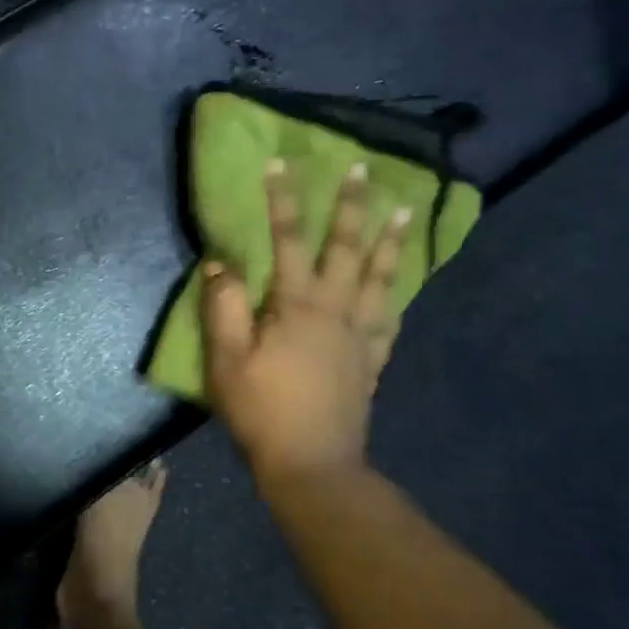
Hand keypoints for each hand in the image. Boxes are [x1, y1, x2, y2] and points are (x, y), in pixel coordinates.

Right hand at [201, 161, 410, 483]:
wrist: (312, 464)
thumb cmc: (262, 411)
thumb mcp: (227, 361)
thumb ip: (224, 308)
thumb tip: (221, 262)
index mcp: (297, 307)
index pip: (288, 241)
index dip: (283, 201)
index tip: (280, 164)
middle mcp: (335, 311)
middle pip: (346, 249)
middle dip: (352, 206)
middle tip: (362, 169)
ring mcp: (360, 336)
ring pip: (379, 278)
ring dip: (392, 241)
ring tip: (407, 210)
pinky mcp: (371, 361)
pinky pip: (389, 318)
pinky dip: (396, 294)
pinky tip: (399, 284)